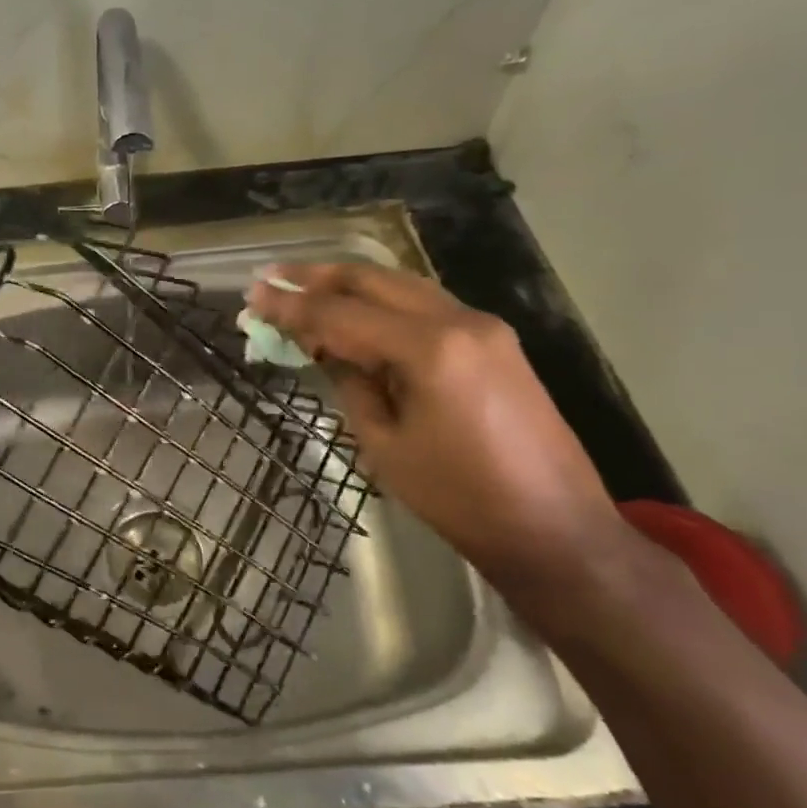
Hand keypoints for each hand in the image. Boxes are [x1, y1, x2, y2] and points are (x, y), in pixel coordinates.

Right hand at [247, 263, 637, 596]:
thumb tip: (325, 349)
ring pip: (401, 286)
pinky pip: (425, 306)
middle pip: (373, 280)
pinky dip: (383, 303)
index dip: (291, 306)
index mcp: (429, 348)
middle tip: (271, 277)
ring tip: (303, 287)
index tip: (252, 296)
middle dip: (318, 277)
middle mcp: (460, 320)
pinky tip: (355, 313)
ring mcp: (484, 327)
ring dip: (350, 285)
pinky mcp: (495, 342)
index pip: (342, 314)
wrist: (555, 530)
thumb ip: (350, 383)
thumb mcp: (383, 444)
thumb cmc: (459, 498)